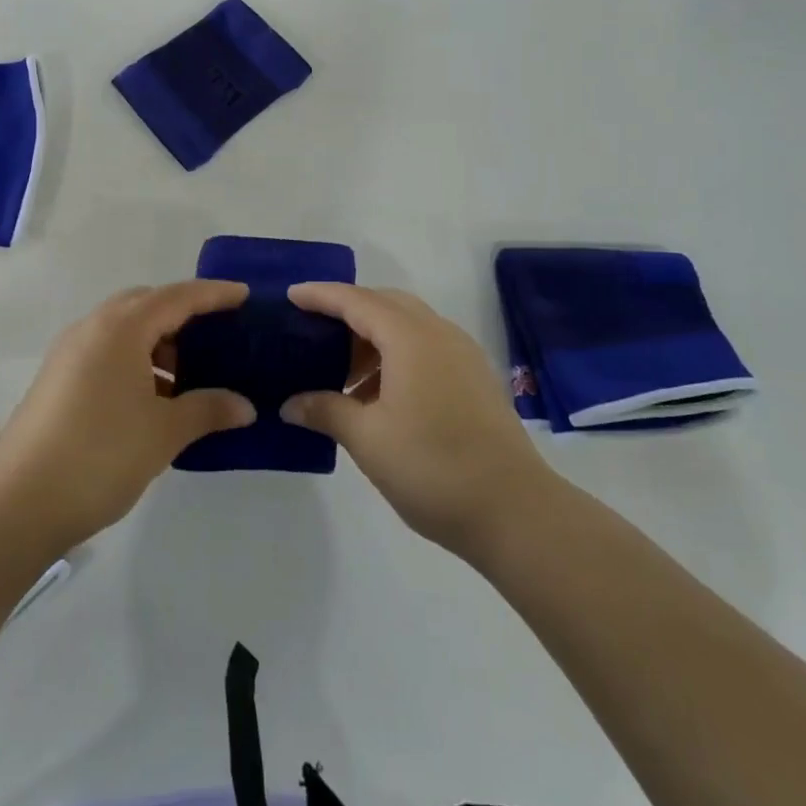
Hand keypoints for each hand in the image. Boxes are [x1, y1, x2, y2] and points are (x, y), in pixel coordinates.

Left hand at [0, 282, 256, 548]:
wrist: (18, 503)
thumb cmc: (100, 456)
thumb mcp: (163, 433)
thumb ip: (207, 410)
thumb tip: (245, 406)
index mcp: (121, 328)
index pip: (177, 297)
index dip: (213, 295)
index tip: (244, 295)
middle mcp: (92, 328)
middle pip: (146, 304)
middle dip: (182, 313)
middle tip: (215, 335)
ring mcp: (69, 353)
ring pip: (123, 328)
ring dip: (157, 340)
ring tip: (187, 375)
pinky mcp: (57, 378)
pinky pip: (106, 350)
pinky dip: (135, 359)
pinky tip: (152, 397)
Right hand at [283, 285, 551, 558]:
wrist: (515, 511)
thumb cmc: (433, 468)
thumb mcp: (368, 440)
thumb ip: (326, 411)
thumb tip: (290, 404)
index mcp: (411, 338)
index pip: (357, 301)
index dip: (321, 295)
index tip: (291, 295)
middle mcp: (439, 334)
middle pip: (386, 303)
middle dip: (348, 311)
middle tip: (315, 333)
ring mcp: (463, 354)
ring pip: (409, 324)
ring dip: (374, 337)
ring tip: (345, 375)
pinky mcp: (476, 378)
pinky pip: (428, 346)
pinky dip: (397, 354)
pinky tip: (382, 394)